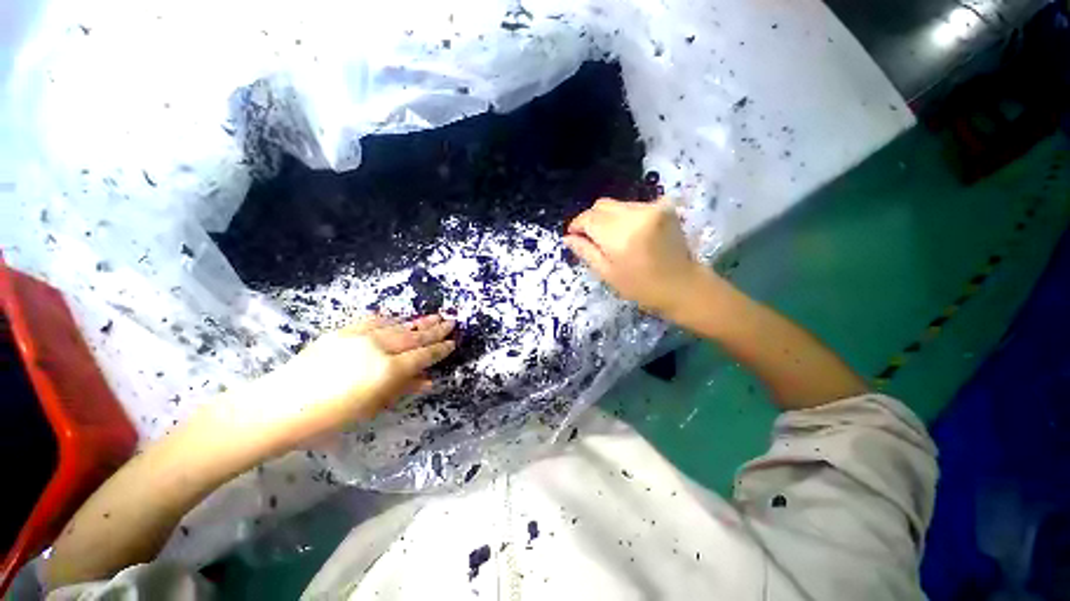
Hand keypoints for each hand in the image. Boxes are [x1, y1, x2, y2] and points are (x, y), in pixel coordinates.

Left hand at [231, 314, 455, 451]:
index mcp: (388, 369)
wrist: (280, 407)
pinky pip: (372, 321)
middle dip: (435, 329)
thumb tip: (428, 380)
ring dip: (417, 321)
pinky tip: (397, 317)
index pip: (423, 355)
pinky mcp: (342, 331)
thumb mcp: (372, 408)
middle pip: (414, 336)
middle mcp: (378, 347)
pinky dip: (388, 319)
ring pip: (397, 325)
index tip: (453, 342)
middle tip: (451, 320)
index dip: (440, 349)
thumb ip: (403, 389)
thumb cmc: (330, 418)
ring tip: (434, 316)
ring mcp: (360, 336)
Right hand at [564, 197, 709, 317]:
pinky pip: (633, 206)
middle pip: (601, 205)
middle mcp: (635, 214)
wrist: (683, 285)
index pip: (589, 218)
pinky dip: (625, 217)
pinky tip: (630, 234)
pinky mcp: (663, 207)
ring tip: (612, 239)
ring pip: (617, 205)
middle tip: (591, 238)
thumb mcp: (607, 274)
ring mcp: (652, 207)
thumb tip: (567, 237)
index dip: (577, 225)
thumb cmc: (642, 287)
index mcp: (620, 235)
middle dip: (591, 219)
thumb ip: (586, 252)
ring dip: (608, 218)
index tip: (573, 235)